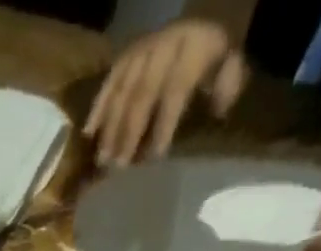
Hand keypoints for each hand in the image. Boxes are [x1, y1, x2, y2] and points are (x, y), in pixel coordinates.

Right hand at [83, 20, 248, 169]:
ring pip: (122, 90)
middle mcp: (162, 47)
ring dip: (110, 126)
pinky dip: (98, 107)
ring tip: (102, 159)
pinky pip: (108, 82)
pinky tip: (88, 133)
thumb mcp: (232, 63)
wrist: (205, 13)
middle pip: (142, 93)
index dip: (164, 123)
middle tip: (118, 166)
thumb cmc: (216, 54)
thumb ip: (227, 86)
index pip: (175, 89)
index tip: (154, 157)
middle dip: (130, 131)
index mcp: (191, 49)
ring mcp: (141, 50)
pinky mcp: (126, 57)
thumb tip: (215, 111)